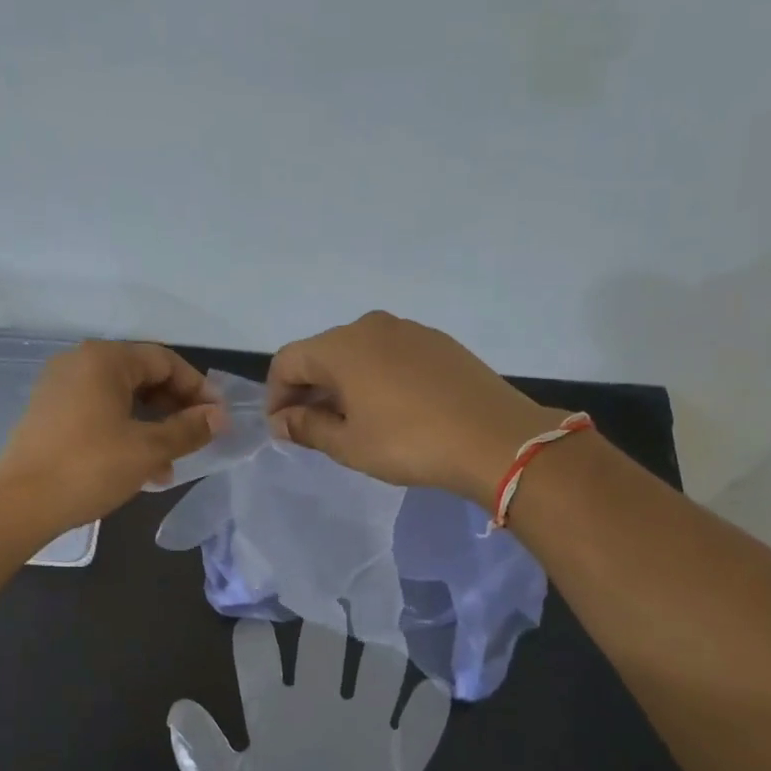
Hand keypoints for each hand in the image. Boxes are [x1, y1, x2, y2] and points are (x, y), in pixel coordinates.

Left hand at [0, 340, 221, 531]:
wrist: (20, 504)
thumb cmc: (90, 467)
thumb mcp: (148, 449)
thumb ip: (188, 429)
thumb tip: (219, 416)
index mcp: (104, 359)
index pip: (164, 361)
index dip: (197, 388)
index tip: (218, 417)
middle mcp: (79, 363)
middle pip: (141, 376)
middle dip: (174, 408)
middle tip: (198, 437)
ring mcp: (59, 388)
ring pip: (121, 399)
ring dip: (152, 426)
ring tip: (170, 464)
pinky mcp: (48, 414)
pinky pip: (98, 413)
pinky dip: (124, 432)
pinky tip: (140, 468)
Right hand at [266, 311, 560, 507]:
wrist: (494, 438)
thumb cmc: (408, 442)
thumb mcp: (348, 444)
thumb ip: (307, 427)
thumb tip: (282, 420)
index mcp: (341, 346)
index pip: (288, 361)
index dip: (276, 395)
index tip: (283, 428)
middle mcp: (370, 326)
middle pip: (322, 353)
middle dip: (308, 389)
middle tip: (313, 428)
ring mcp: (409, 330)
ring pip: (357, 352)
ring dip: (342, 383)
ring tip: (352, 421)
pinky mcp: (438, 342)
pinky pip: (390, 354)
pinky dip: (375, 376)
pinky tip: (390, 409)